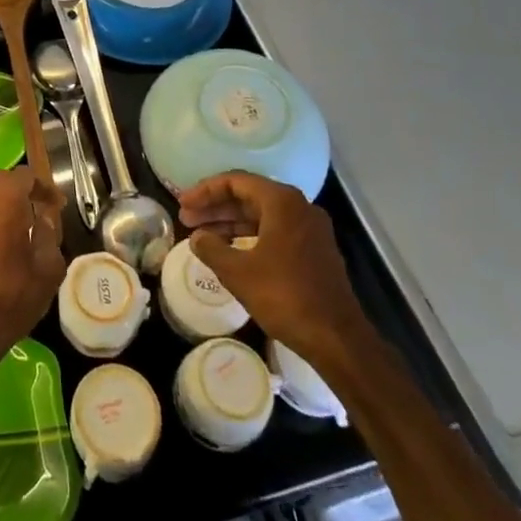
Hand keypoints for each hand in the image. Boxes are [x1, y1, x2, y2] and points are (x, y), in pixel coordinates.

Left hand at [0, 166, 65, 383]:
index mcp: (4, 200)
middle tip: (38, 211)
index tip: (56, 205)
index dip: (44, 187)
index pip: (25, 176)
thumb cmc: (11, 298)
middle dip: (21, 191)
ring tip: (18, 228)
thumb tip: (44, 218)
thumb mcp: (48, 270)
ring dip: (1, 205)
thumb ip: (49, 235)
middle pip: (1, 181)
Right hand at [179, 172, 368, 366]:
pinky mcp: (314, 251)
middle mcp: (298, 207)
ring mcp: (309, 229)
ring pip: (261, 215)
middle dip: (215, 207)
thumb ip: (211, 248)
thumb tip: (197, 237)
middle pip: (248, 196)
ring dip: (230, 222)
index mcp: (282, 202)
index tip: (182, 203)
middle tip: (186, 218)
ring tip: (201, 235)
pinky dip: (249, 236)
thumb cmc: (285, 297)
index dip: (205, 191)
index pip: (235, 182)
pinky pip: (274, 231)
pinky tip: (229, 250)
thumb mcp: (238, 272)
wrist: (338, 339)